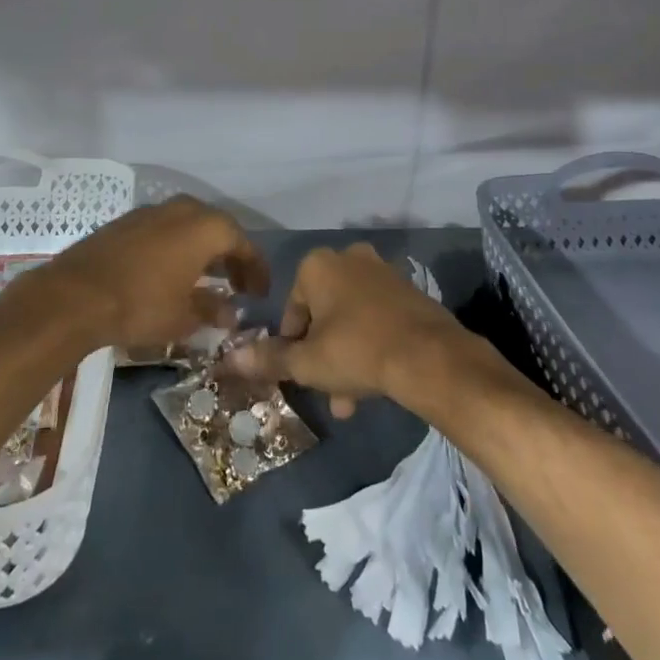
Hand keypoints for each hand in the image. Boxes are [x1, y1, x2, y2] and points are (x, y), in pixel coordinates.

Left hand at [42, 196, 266, 350]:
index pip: (243, 244)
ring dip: (203, 250)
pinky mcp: (127, 221)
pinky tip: (172, 272)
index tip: (260, 292)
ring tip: (207, 279)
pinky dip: (177, 247)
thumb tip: (231, 313)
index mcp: (206, 227)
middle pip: (217, 229)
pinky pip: (165, 230)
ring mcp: (152, 211)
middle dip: (230, 256)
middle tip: (237, 284)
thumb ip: (213, 310)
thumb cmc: (142, 304)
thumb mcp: (184, 316)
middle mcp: (183, 209)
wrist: (76, 294)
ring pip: (189, 226)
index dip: (256, 269)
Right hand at [227, 243, 465, 417]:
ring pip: (350, 318)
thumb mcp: (307, 362)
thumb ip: (269, 358)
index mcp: (318, 265)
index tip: (300, 372)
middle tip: (325, 390)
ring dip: (344, 356)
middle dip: (321, 355)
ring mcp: (382, 271)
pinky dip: (370, 344)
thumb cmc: (357, 351)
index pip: (291, 308)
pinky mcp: (408, 289)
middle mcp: (349, 257)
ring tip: (350, 402)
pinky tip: (375, 382)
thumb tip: (230, 357)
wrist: (429, 356)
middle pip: (323, 313)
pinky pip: (377, 317)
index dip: (291, 344)